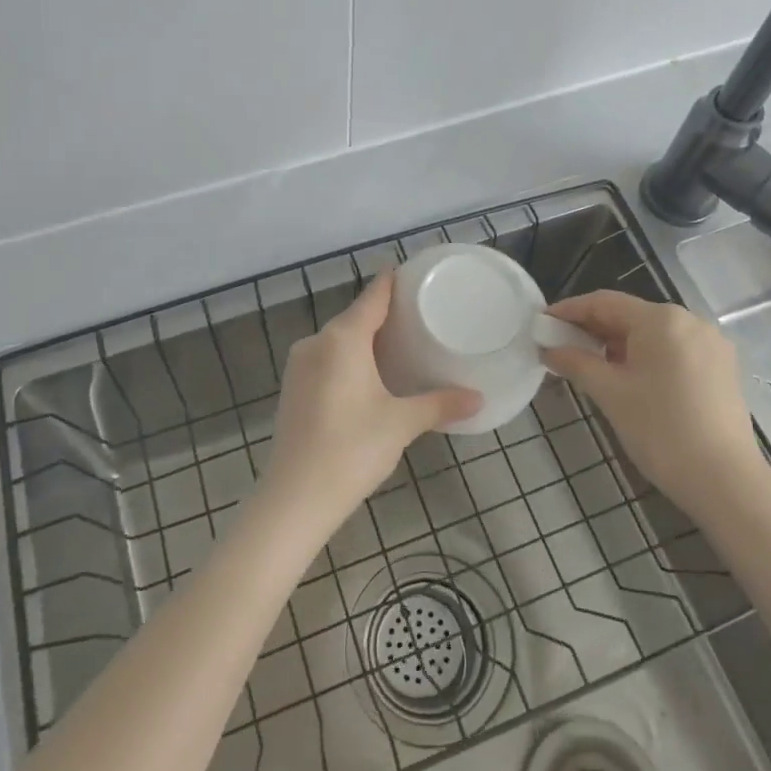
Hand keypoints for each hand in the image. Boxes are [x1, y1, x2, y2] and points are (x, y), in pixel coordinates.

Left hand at [258, 271, 479, 541]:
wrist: (295, 497)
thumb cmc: (352, 449)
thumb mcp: (402, 423)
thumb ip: (439, 404)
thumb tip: (478, 398)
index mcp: (343, 339)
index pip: (372, 297)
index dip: (391, 282)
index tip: (410, 272)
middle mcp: (316, 343)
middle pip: (353, 317)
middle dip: (382, 314)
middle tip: (417, 315)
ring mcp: (299, 366)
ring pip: (337, 340)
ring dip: (363, 338)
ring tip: (398, 344)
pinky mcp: (292, 389)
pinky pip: (325, 359)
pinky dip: (347, 358)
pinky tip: (367, 375)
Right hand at [541, 291, 761, 524]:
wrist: (725, 481)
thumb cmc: (660, 430)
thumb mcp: (610, 393)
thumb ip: (576, 363)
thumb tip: (549, 349)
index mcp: (661, 319)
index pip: (605, 303)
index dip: (570, 310)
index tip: (543, 321)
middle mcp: (690, 320)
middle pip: (630, 315)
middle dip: (593, 328)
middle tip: (560, 345)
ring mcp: (710, 344)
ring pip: (652, 334)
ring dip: (618, 344)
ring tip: (589, 363)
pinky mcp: (721, 367)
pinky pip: (673, 350)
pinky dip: (645, 356)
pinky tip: (628, 377)